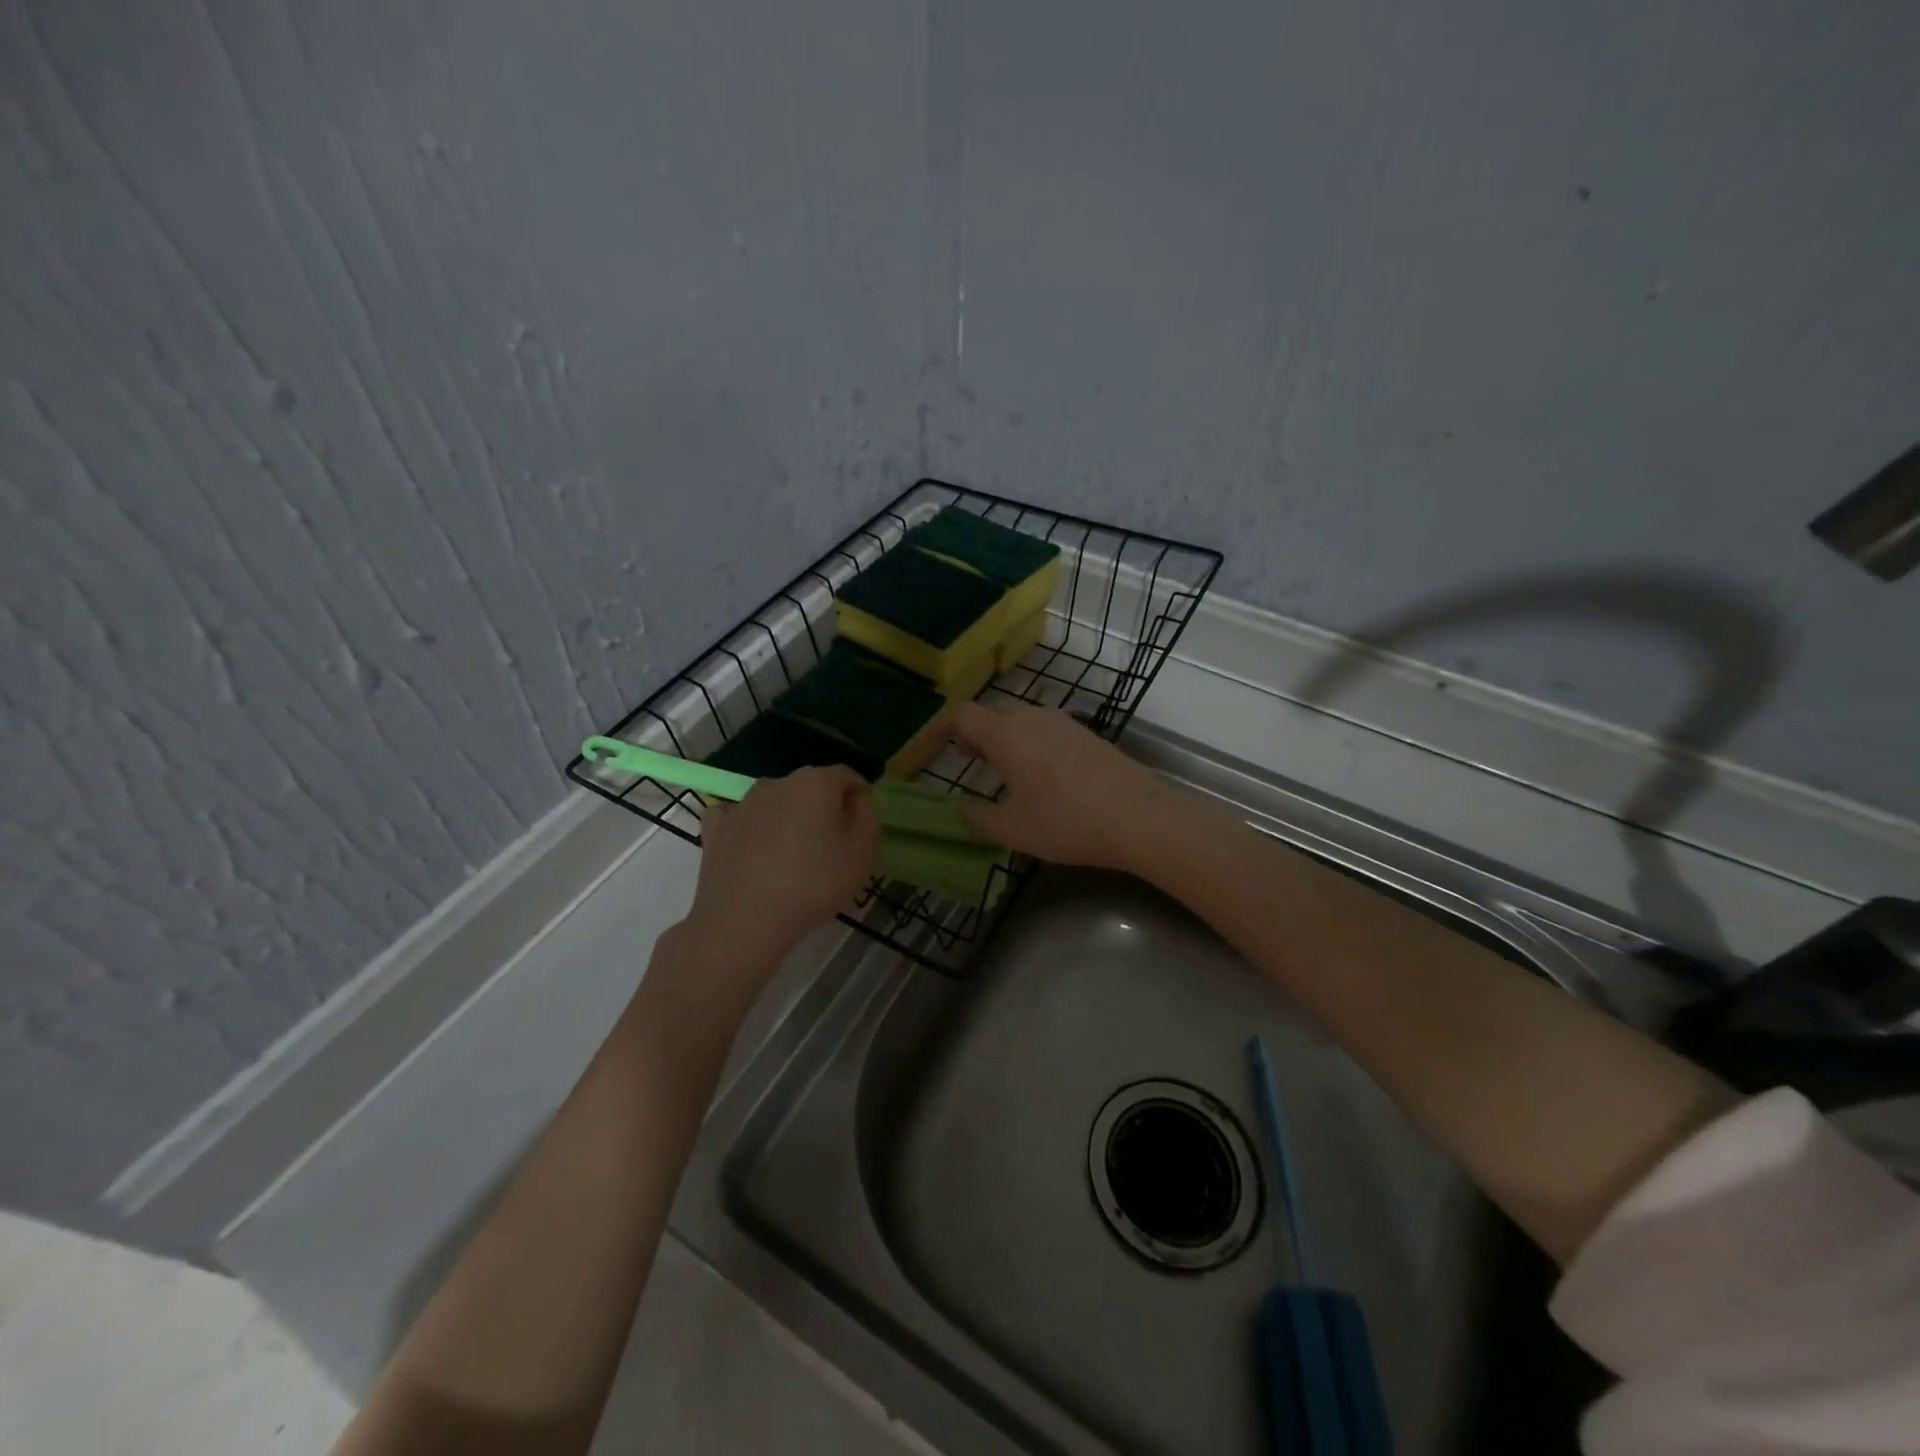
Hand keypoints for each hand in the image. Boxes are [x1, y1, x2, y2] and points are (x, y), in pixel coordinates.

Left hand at [686, 766, 878, 968]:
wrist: (743, 922)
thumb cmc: (812, 885)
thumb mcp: (861, 854)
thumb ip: (867, 817)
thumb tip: (857, 800)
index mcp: (815, 783)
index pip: (847, 777)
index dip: (859, 797)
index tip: (862, 826)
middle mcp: (777, 783)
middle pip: (810, 788)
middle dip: (824, 809)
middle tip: (831, 846)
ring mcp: (742, 803)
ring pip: (776, 802)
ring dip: (789, 819)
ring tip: (793, 857)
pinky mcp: (716, 827)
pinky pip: (740, 817)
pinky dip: (751, 828)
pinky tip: (755, 850)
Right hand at [953, 702, 1172, 871]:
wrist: (1137, 816)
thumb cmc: (1064, 821)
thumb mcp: (1011, 829)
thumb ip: (977, 818)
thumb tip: (961, 810)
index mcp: (1005, 734)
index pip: (962, 715)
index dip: (944, 729)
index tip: (935, 750)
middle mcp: (1031, 717)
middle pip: (993, 713)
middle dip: (976, 734)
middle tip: (970, 761)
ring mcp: (1063, 722)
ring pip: (1022, 720)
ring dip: (1006, 739)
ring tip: (1005, 771)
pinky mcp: (1087, 733)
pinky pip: (1047, 730)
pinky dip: (1032, 744)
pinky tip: (1043, 776)